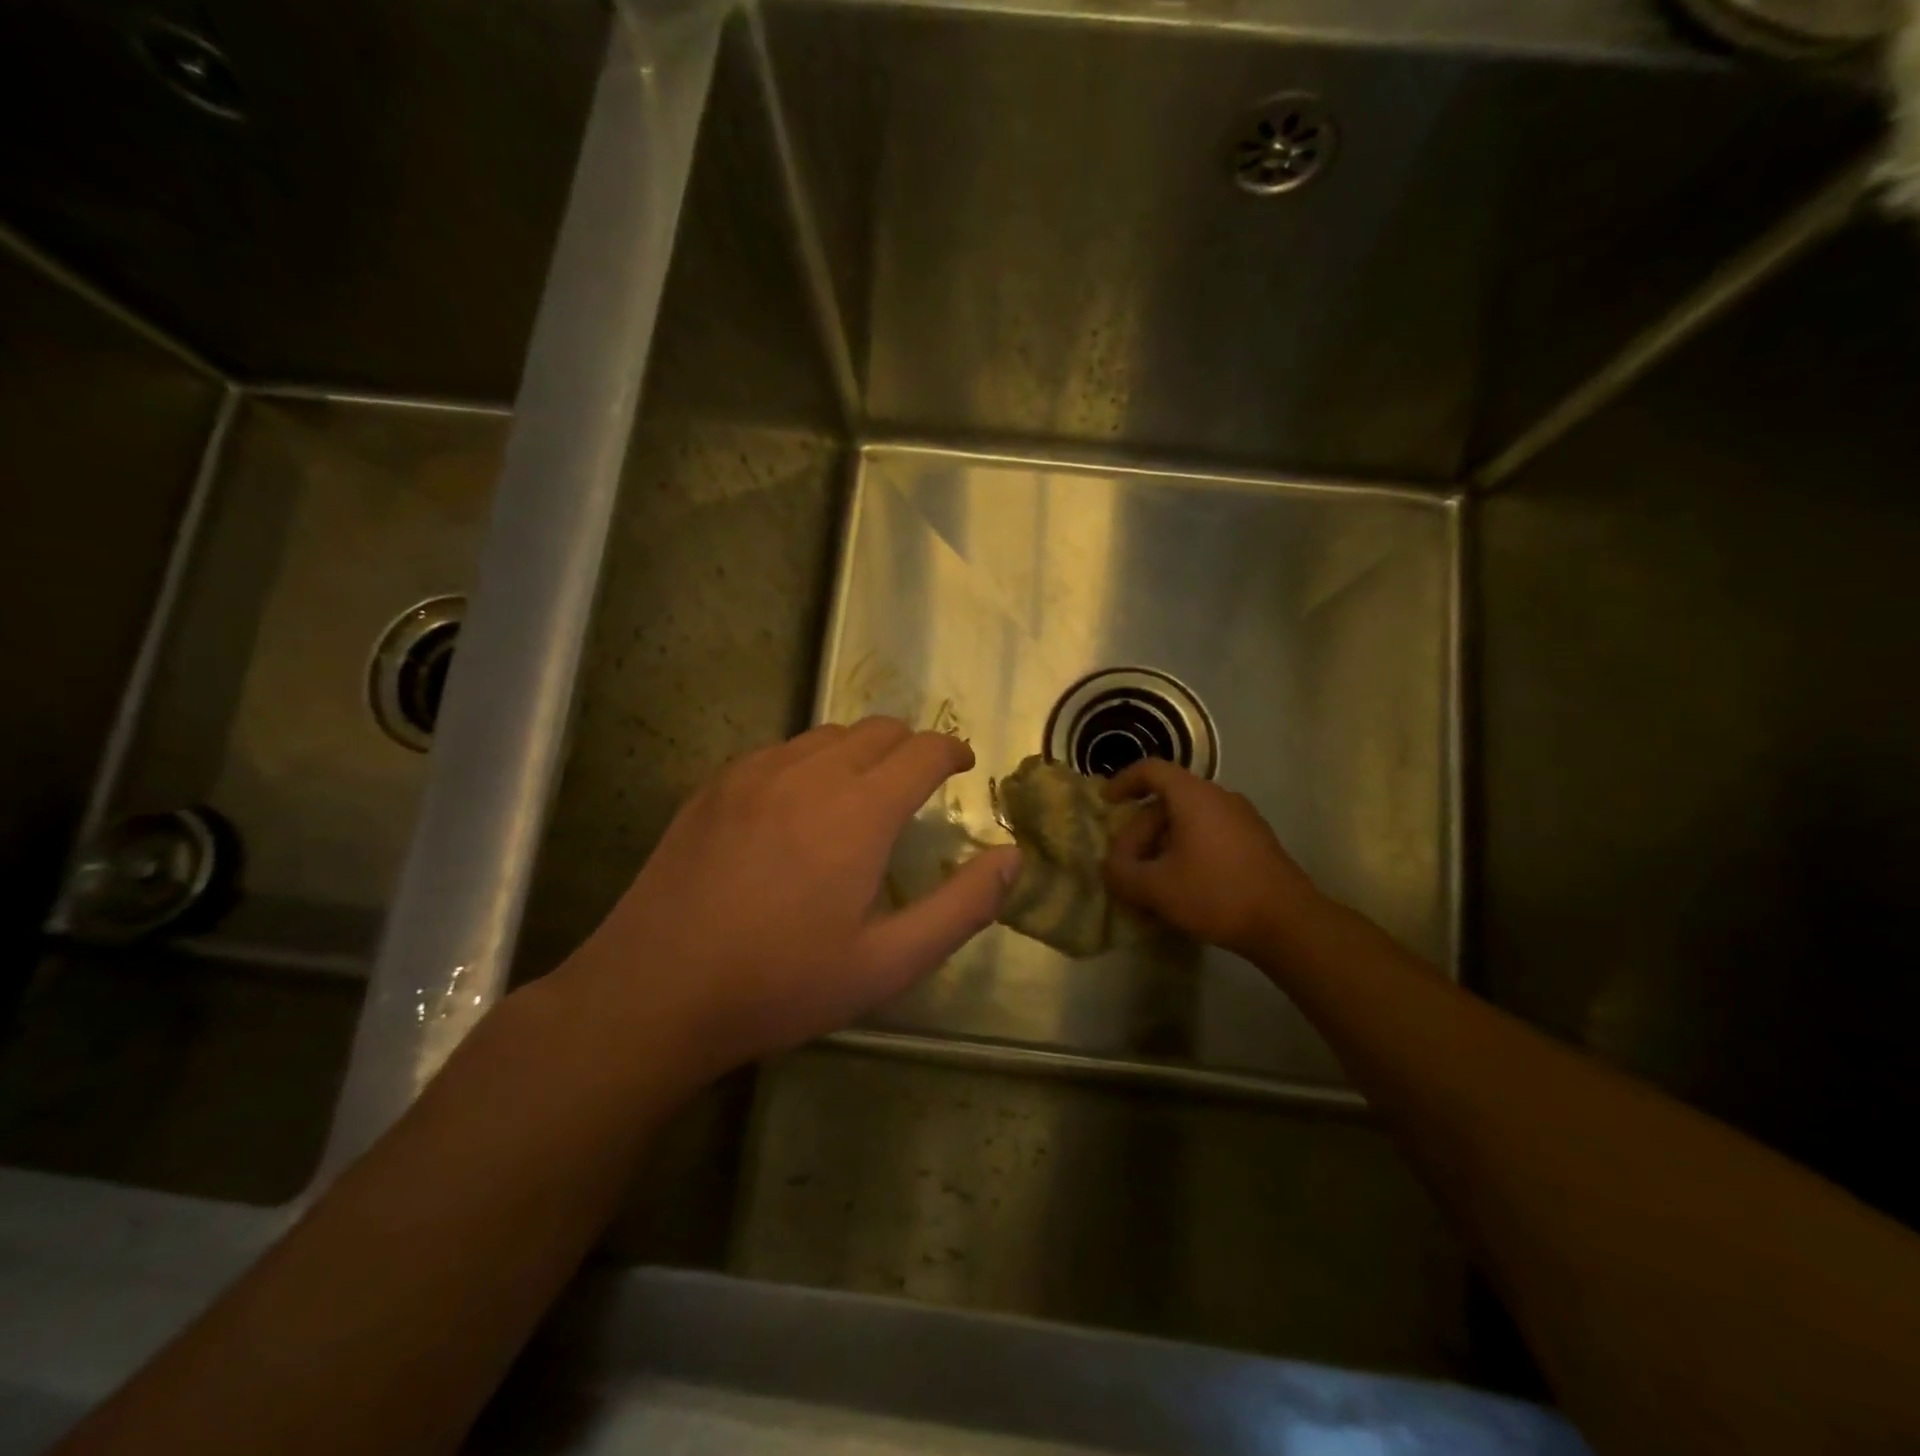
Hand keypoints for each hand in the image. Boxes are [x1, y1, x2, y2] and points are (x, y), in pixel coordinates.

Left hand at [555, 719, 1019, 1075]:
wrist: (655, 992)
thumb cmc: (782, 983)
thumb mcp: (888, 963)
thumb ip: (962, 907)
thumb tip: (1012, 858)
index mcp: (858, 811)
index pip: (923, 750)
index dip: (952, 751)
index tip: (964, 766)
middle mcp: (809, 773)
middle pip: (878, 730)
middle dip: (911, 747)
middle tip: (919, 784)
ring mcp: (754, 774)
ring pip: (827, 734)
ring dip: (860, 750)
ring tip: (862, 791)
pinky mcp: (715, 786)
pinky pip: (780, 750)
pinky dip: (810, 760)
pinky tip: (799, 805)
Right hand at [1103, 760, 1320, 959]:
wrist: (1288, 923)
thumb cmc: (1216, 893)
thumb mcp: (1155, 888)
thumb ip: (1121, 873)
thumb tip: (1111, 867)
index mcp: (1193, 796)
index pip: (1151, 770)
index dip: (1123, 782)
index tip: (1107, 803)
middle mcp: (1219, 797)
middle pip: (1167, 802)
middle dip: (1139, 833)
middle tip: (1125, 867)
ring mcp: (1242, 819)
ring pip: (1188, 823)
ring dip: (1162, 847)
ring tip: (1149, 883)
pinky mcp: (1256, 843)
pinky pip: (1209, 837)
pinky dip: (1186, 854)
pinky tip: (1181, 890)